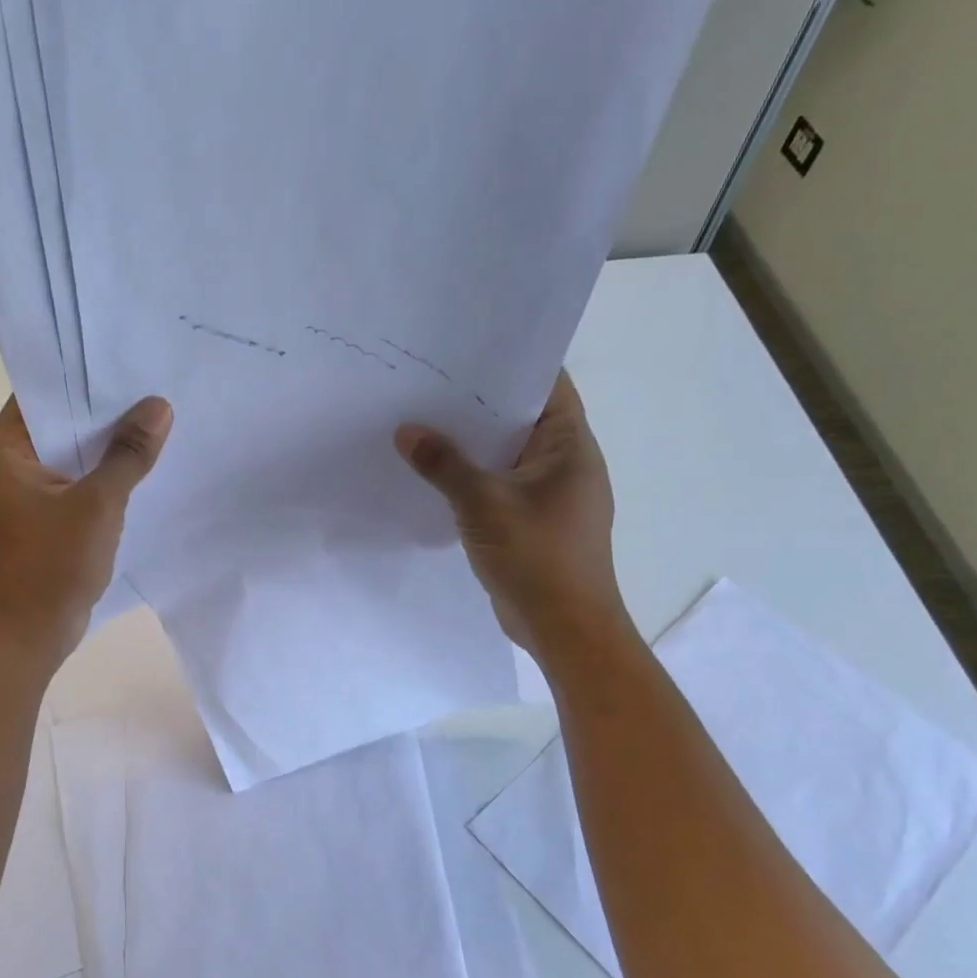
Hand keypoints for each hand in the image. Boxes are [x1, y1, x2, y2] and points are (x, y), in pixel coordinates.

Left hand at [0, 394, 172, 665]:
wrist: (33, 633)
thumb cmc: (53, 564)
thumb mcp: (98, 504)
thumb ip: (128, 454)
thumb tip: (159, 406)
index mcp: (7, 448)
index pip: (44, 392)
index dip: (84, 374)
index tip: (128, 357)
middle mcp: (13, 462)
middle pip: (62, 420)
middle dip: (106, 407)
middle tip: (154, 381)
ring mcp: (31, 490)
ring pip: (75, 451)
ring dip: (110, 441)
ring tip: (158, 414)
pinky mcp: (49, 514)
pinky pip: (81, 478)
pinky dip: (107, 470)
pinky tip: (145, 461)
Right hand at [395, 372, 625, 663]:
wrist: (565, 628)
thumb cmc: (537, 557)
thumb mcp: (483, 504)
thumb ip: (444, 465)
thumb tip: (406, 431)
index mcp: (569, 446)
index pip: (546, 386)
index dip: (509, 364)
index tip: (465, 349)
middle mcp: (565, 463)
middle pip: (521, 419)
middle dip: (478, 404)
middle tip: (428, 384)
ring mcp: (549, 495)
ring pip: (506, 456)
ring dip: (472, 445)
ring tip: (423, 423)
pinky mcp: (532, 522)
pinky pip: (499, 486)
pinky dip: (473, 478)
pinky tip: (435, 474)